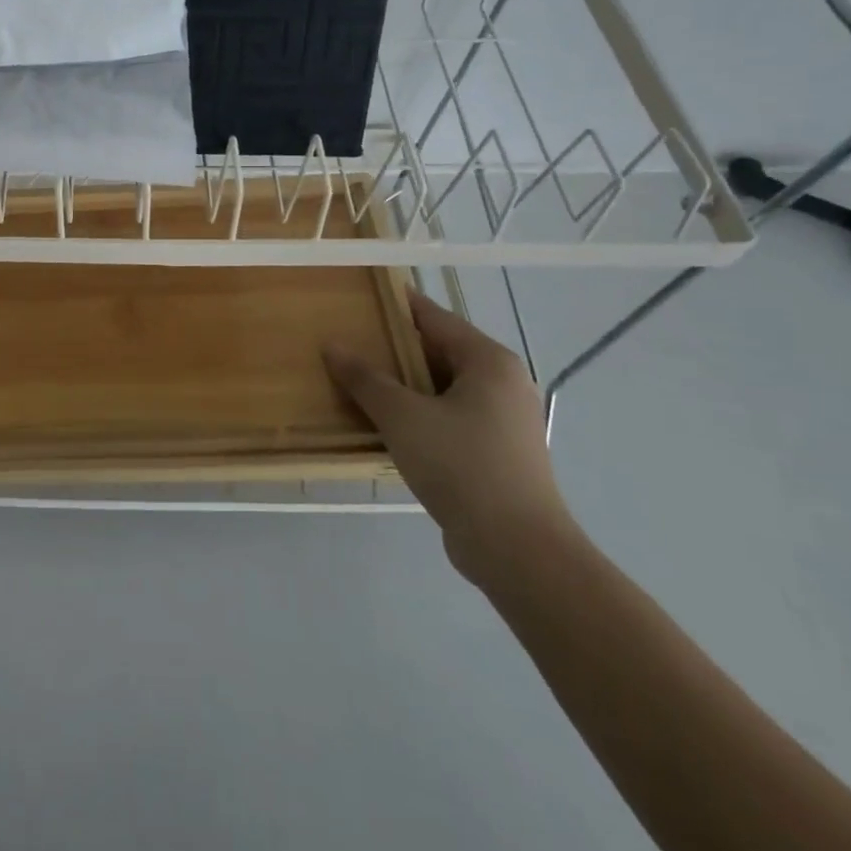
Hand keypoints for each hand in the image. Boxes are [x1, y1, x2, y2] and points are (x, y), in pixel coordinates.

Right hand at [324, 289, 572, 582]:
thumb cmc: (461, 466)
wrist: (518, 551)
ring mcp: (503, 420)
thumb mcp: (402, 416)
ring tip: (356, 383)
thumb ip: (365, 378)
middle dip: (392, 349)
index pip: (433, 316)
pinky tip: (384, 425)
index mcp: (488, 361)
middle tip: (346, 344)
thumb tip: (332, 345)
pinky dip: (417, 414)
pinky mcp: (497, 453)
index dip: (394, 306)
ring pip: (441, 388)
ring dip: (402, 386)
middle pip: (437, 351)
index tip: (356, 299)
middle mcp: (502, 382)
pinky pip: (448, 417)